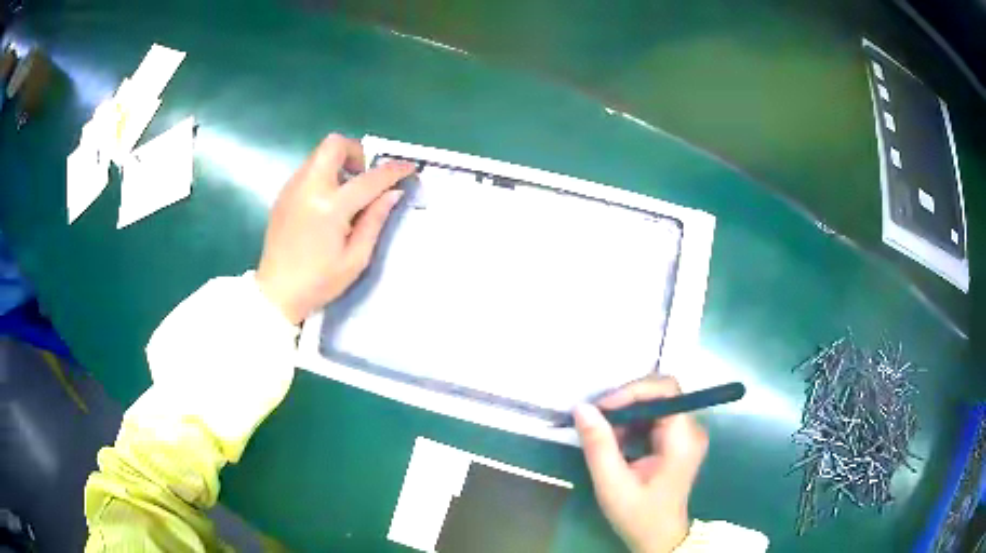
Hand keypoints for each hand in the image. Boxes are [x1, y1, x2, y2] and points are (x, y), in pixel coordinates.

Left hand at [256, 134, 415, 323]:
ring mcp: (292, 188)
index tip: (408, 168)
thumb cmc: (319, 282)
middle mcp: (309, 187)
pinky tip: (326, 204)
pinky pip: (309, 170)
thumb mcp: (356, 258)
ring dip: (340, 163)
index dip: (393, 170)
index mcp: (330, 207)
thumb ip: (375, 220)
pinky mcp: (283, 194)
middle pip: (335, 144)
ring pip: (320, 154)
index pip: (369, 178)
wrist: (276, 293)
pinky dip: (324, 175)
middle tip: (364, 178)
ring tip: (346, 194)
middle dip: (357, 152)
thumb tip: (393, 193)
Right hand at [574, 376, 707, 552]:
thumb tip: (582, 407)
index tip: (602, 407)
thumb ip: (598, 445)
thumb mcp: (612, 484)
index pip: (666, 390)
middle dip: (626, 401)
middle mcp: (691, 429)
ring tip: (603, 432)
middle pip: (661, 393)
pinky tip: (616, 440)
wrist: (658, 537)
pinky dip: (631, 422)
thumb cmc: (638, 515)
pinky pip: (654, 416)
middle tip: (597, 417)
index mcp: (683, 439)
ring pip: (655, 402)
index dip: (633, 390)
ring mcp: (686, 433)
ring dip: (626, 412)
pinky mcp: (678, 439)